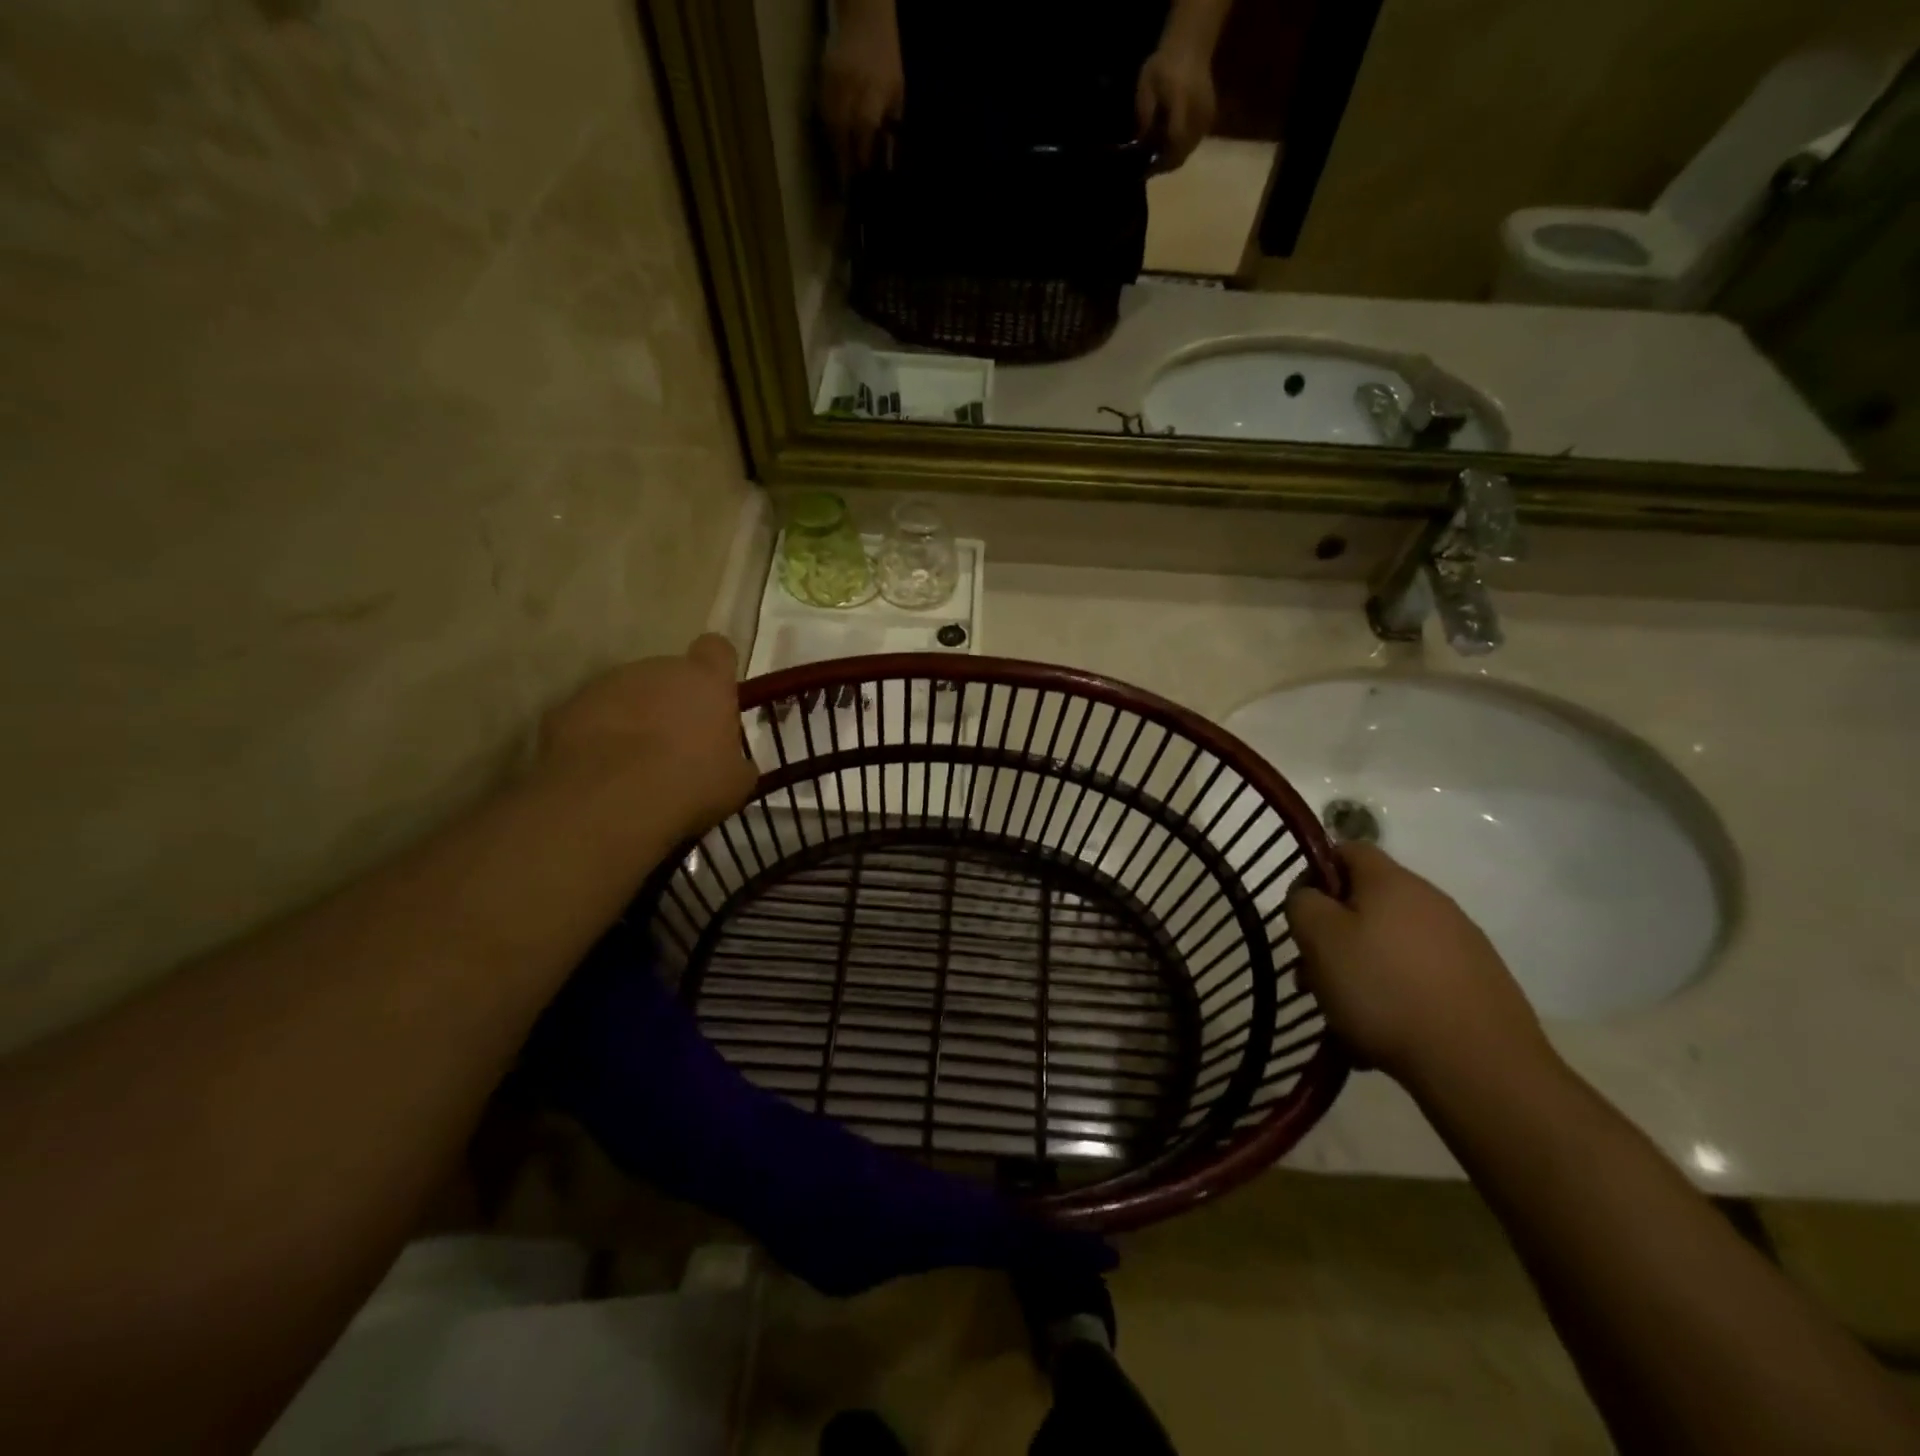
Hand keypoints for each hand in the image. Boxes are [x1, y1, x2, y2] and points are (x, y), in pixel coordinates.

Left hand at [535, 634, 756, 843]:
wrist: (610, 800)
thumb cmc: (691, 782)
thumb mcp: (736, 780)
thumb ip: (736, 759)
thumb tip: (733, 762)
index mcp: (704, 679)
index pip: (717, 650)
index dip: (717, 669)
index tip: (716, 696)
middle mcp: (656, 669)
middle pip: (668, 674)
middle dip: (672, 701)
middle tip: (676, 745)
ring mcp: (606, 684)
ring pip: (627, 694)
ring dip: (634, 718)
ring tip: (635, 764)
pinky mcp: (566, 707)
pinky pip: (591, 717)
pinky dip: (597, 737)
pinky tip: (603, 772)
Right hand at [819, 0, 903, 178]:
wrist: (866, 22)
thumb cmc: (887, 64)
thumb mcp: (897, 94)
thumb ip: (892, 125)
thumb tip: (887, 162)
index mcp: (875, 88)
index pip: (865, 125)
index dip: (863, 152)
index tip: (863, 174)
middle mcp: (852, 83)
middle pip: (844, 127)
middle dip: (845, 157)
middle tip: (848, 182)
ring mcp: (834, 79)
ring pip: (830, 121)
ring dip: (834, 147)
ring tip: (840, 170)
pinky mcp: (822, 77)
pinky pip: (822, 111)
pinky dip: (827, 131)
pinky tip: (834, 145)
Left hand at [1135, 42, 1215, 172]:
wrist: (1191, 45)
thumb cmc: (1164, 64)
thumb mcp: (1146, 86)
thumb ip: (1144, 115)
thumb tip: (1141, 145)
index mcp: (1182, 101)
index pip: (1175, 139)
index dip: (1161, 159)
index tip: (1146, 168)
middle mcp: (1198, 112)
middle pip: (1182, 152)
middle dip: (1164, 164)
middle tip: (1148, 168)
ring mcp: (1206, 116)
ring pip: (1188, 151)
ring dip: (1172, 158)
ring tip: (1156, 158)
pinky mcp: (1210, 118)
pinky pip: (1193, 143)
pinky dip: (1180, 149)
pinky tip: (1168, 147)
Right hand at [1285, 843, 1549, 1086]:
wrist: (1480, 1065)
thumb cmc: (1384, 990)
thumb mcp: (1320, 938)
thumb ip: (1303, 903)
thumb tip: (1311, 895)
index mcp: (1392, 881)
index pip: (1346, 850)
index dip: (1316, 874)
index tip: (1303, 916)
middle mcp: (1431, 901)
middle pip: (1367, 902)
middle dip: (1335, 934)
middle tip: (1314, 974)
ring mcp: (1462, 942)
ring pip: (1390, 943)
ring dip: (1362, 968)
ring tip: (1345, 1013)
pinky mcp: (1479, 982)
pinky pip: (1419, 976)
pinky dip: (1395, 994)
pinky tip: (1384, 1031)